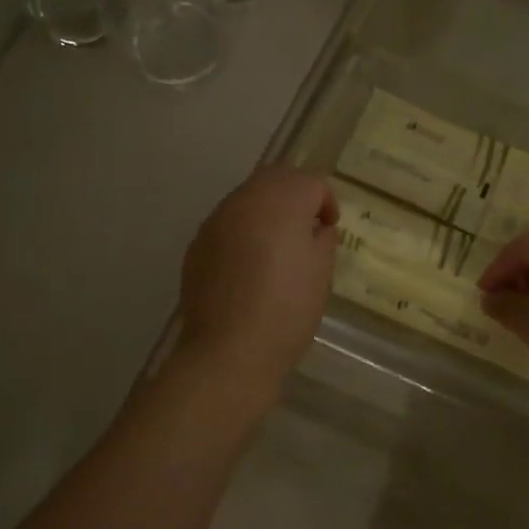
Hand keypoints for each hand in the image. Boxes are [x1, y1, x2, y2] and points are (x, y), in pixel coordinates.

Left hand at [176, 166, 338, 391]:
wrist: (229, 351)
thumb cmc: (287, 309)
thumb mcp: (321, 272)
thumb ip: (321, 239)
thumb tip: (314, 229)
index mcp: (281, 201)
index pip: (311, 181)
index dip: (326, 202)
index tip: (330, 230)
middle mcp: (245, 200)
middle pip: (275, 178)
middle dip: (295, 194)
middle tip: (308, 227)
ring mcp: (216, 220)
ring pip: (248, 198)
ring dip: (267, 211)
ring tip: (278, 247)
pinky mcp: (198, 244)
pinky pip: (228, 223)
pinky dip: (244, 231)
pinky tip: (249, 266)